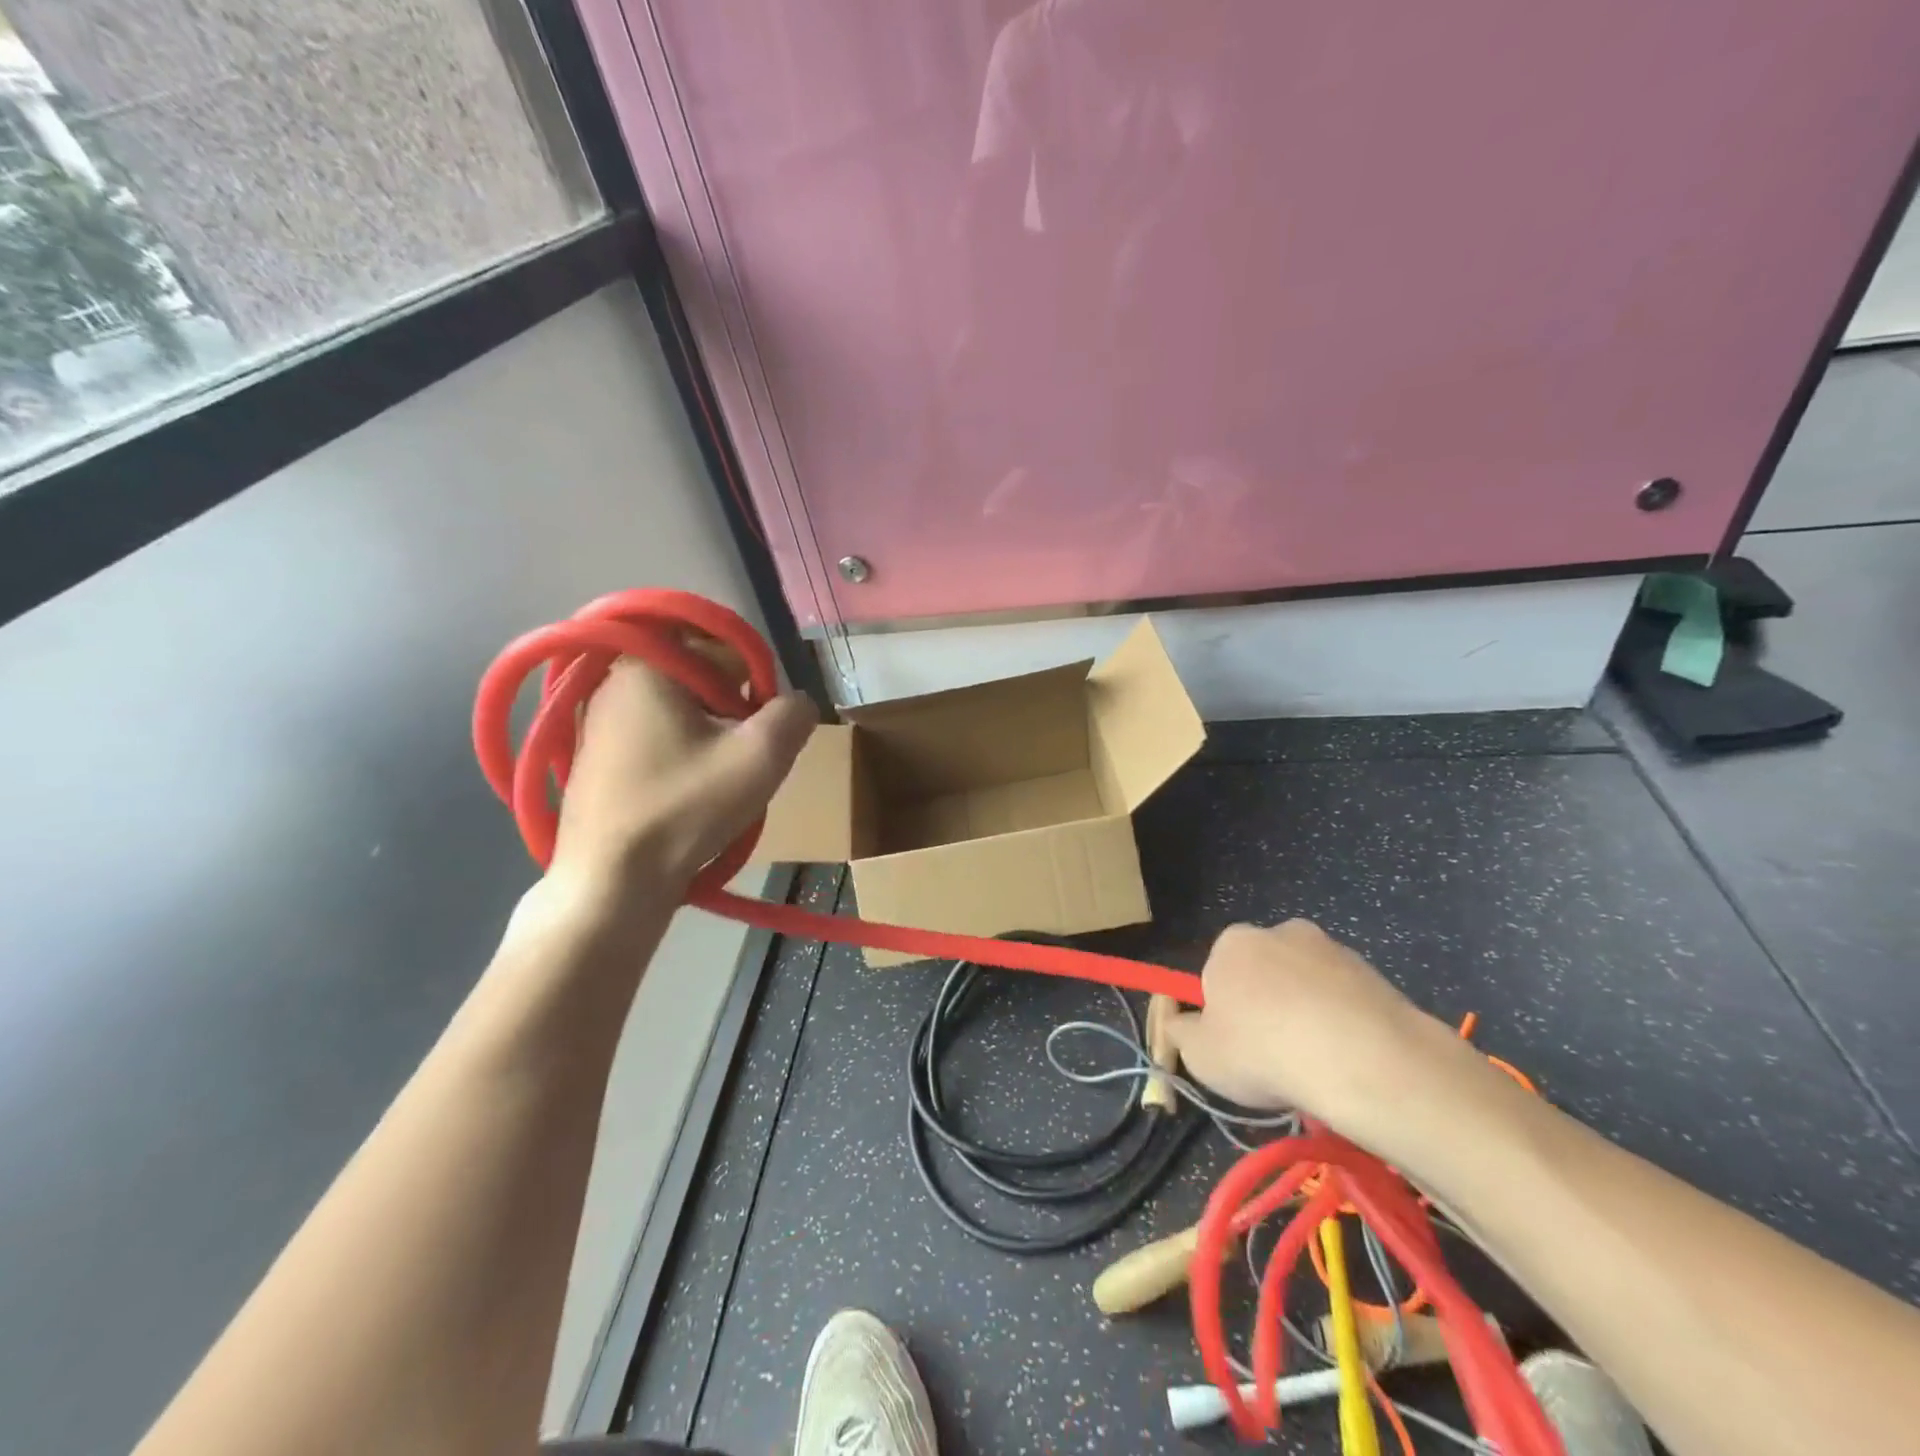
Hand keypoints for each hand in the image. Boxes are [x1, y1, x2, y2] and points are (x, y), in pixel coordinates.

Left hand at [548, 649, 817, 900]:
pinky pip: (658, 738)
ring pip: (682, 712)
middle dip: (732, 715)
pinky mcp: (594, 756)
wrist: (611, 883)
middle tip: (738, 762)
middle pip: (703, 681)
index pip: (727, 652)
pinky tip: (687, 795)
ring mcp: (597, 720)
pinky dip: (682, 757)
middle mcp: (614, 680)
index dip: (755, 690)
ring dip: (710, 739)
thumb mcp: (762, 756)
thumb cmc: (685, 808)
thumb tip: (796, 703)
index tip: (754, 734)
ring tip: (715, 784)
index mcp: (647, 664)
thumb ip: (794, 714)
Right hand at [1167, 920, 1480, 1142]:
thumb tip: (1181, 1024)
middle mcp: (1280, 931)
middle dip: (1267, 1007)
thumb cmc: (1263, 1052)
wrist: (1363, 1061)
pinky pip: (1346, 1000)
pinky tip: (1349, 1061)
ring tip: (1316, 1066)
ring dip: (1307, 1014)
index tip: (1235, 1047)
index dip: (1222, 1012)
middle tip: (1274, 1058)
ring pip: (1307, 985)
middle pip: (1264, 972)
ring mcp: (1331, 948)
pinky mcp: (1374, 973)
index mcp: (1232, 942)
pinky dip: (1344, 1023)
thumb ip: (1181, 1032)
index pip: (1216, 973)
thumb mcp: (1199, 1055)